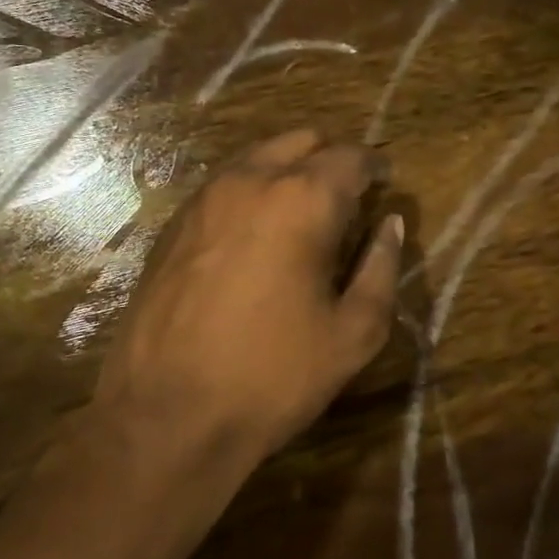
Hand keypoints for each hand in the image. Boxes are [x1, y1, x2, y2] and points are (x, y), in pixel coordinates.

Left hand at [92, 130, 403, 463]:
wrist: (166, 417)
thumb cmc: (273, 376)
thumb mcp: (354, 333)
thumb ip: (381, 269)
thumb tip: (391, 226)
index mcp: (302, 201)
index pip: (350, 157)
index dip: (375, 167)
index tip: (386, 182)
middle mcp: (250, 181)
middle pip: (301, 140)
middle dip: (331, 159)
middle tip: (349, 196)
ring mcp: (204, 198)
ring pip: (258, 156)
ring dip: (289, 168)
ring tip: (305, 210)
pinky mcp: (173, 224)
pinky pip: (224, 184)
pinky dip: (252, 189)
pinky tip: (258, 231)